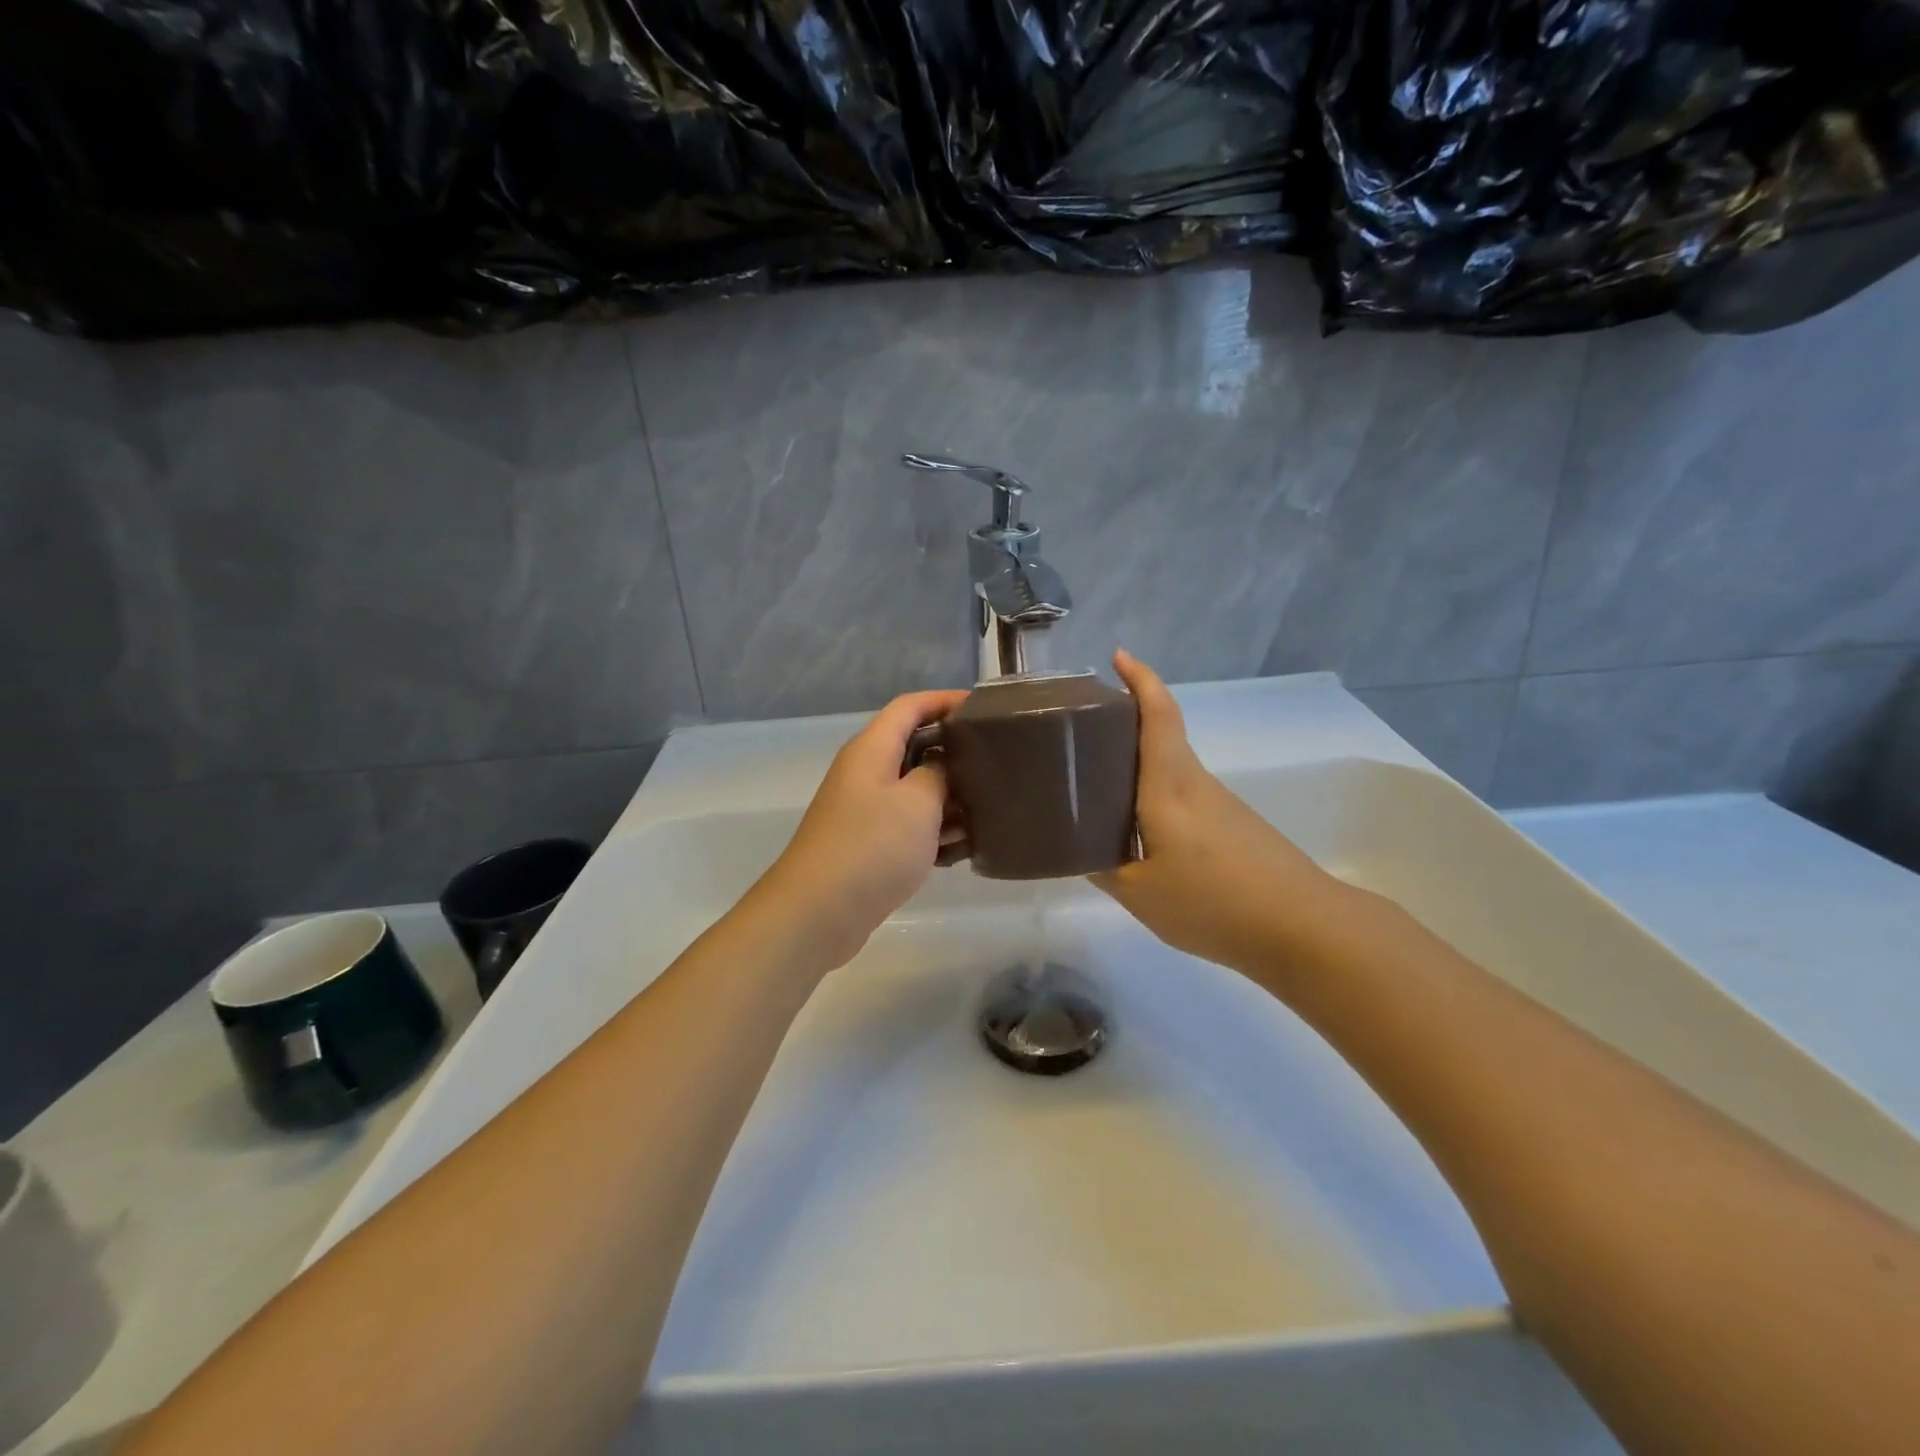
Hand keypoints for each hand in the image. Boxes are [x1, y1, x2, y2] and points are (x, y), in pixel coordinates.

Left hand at [751, 689, 967, 971]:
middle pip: (915, 747)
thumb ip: (938, 773)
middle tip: (997, 762)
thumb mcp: (918, 802)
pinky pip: (910, 826)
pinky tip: (965, 849)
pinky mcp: (869, 845)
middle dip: (955, 753)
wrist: (818, 913)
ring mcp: (865, 811)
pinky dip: (935, 832)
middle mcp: (866, 773)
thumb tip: (942, 766)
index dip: (945, 700)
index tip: (984, 708)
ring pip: (916, 791)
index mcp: (872, 749)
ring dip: (950, 799)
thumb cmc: (872, 847)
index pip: (910, 707)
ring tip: (991, 810)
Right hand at [1092, 651, 1339, 970]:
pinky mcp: (1234, 826)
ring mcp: (1219, 804)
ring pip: (1171, 768)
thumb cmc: (1213, 901)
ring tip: (1097, 779)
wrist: (1304, 928)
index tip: (1119, 655)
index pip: (1158, 716)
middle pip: (1162, 735)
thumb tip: (1077, 851)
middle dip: (1126, 719)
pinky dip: (1155, 794)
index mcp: (1168, 785)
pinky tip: (1138, 828)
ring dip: (1138, 761)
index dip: (1140, 680)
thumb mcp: (1140, 894)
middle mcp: (1195, 783)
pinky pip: (1183, 795)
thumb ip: (1102, 869)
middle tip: (1083, 726)